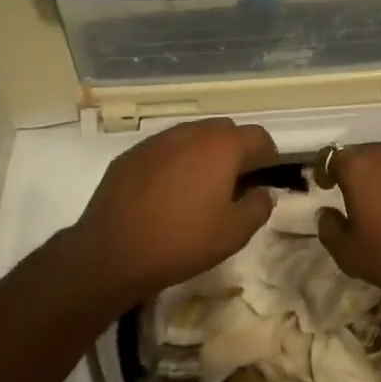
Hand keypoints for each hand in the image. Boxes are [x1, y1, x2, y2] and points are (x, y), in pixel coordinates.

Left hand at [71, 118, 278, 307]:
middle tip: (235, 180)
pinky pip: (163, 149)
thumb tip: (264, 192)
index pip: (257, 136)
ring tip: (200, 185)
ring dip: (203, 153)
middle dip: (235, 149)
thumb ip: (258, 207)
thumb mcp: (233, 234)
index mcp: (220, 147)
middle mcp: (190, 133)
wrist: (112, 252)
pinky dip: (174, 161)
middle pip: (224, 130)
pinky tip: (167, 191)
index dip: (267, 153)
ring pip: (191, 136)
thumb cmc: (181, 241)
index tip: (266, 174)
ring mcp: (157, 141)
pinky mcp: (131, 154)